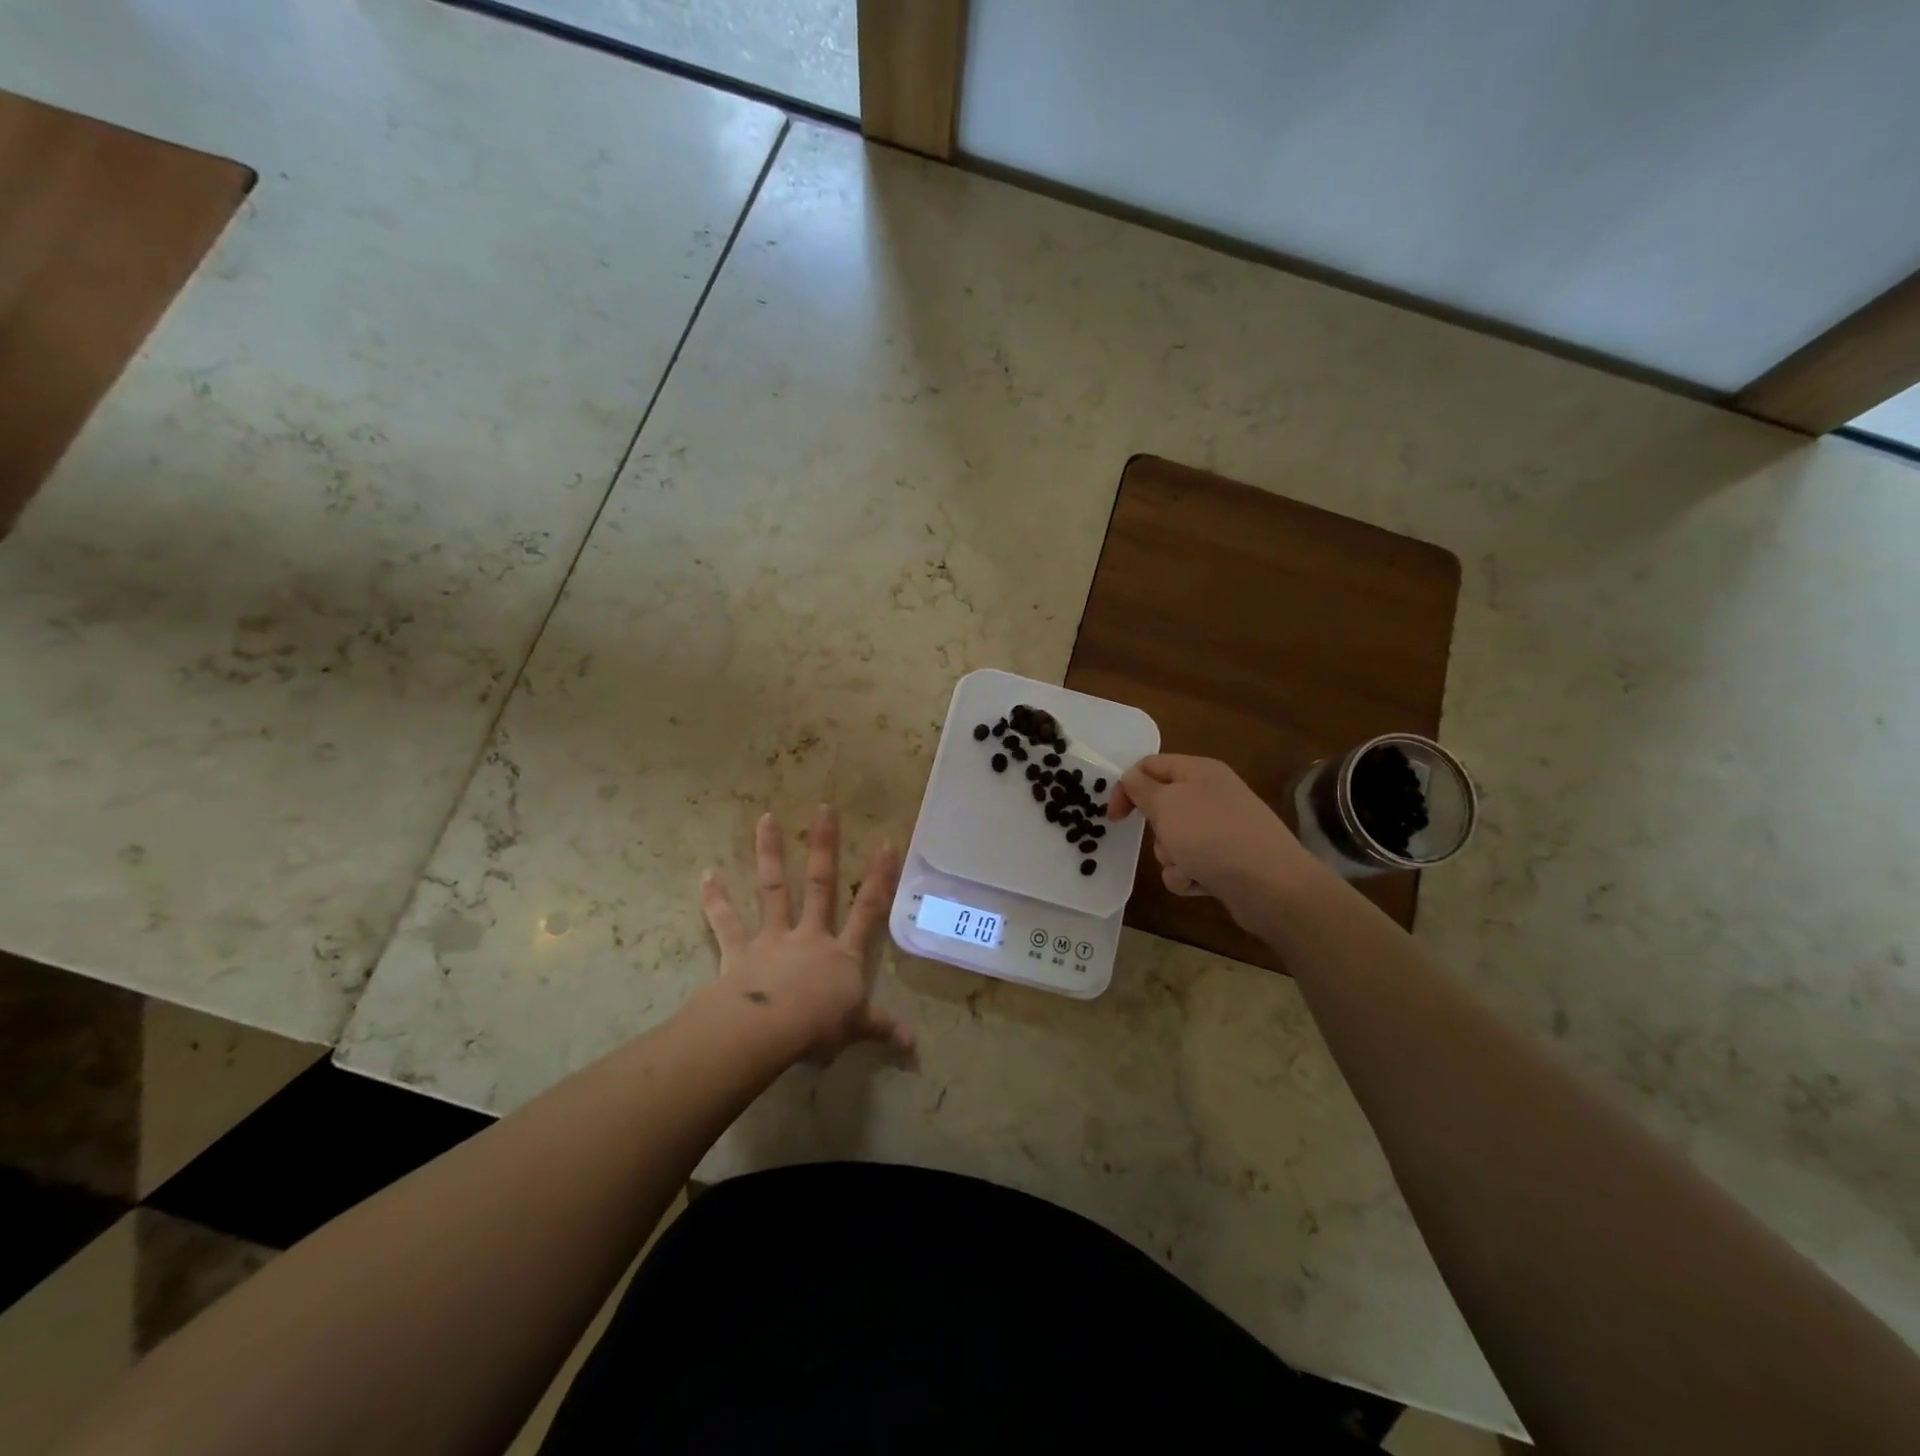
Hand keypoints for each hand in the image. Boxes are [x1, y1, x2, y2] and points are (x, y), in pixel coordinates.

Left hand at [699, 806, 912, 1063]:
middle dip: (824, 847)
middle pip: (820, 886)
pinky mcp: (739, 951)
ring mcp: (773, 940)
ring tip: (766, 818)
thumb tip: (915, 1044)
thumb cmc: (818, 1028)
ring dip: (770, 854)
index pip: (868, 910)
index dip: (879, 878)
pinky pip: (726, 923)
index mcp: (842, 955)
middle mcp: (809, 937)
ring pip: (774, 890)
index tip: (885, 842)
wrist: (770, 1030)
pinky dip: (715, 901)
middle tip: (823, 810)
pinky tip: (706, 875)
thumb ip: (882, 1028)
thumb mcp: (856, 1029)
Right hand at [1109, 755, 1327, 928]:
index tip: (1114, 817)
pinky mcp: (1227, 860)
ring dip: (1171, 857)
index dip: (1127, 787)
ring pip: (1173, 840)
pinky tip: (1201, 883)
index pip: (1150, 766)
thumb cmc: (1210, 835)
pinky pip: (1191, 865)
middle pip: (1162, 806)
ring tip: (1188, 866)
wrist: (1270, 885)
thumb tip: (1131, 776)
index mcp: (1199, 770)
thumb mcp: (1165, 804)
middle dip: (1156, 830)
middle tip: (1165, 839)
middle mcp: (1212, 794)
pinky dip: (1189, 876)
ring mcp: (1222, 829)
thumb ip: (1140, 788)